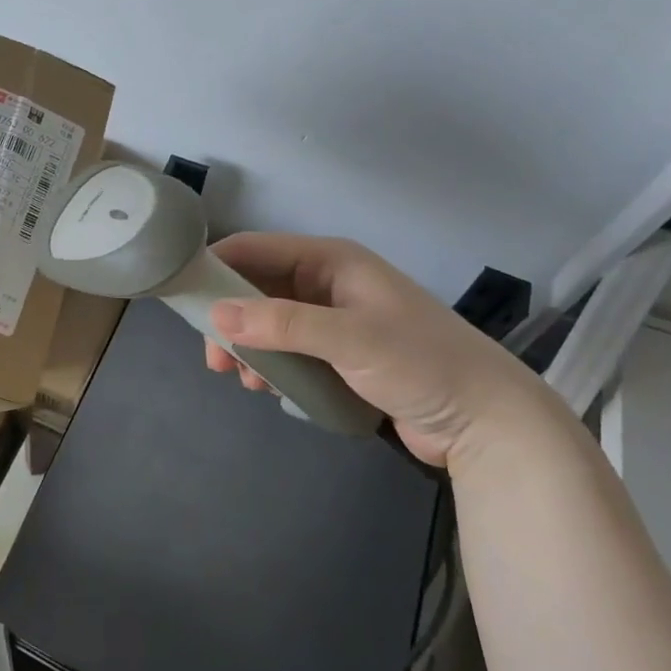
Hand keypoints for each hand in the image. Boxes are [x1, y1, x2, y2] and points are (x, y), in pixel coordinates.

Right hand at [203, 233, 560, 468]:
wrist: (487, 421)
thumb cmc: (421, 363)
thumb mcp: (349, 338)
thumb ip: (282, 324)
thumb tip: (215, 316)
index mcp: (331, 261)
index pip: (256, 249)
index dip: (217, 266)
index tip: (183, 296)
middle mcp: (327, 284)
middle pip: (257, 289)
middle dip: (230, 319)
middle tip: (214, 357)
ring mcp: (334, 321)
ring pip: (269, 323)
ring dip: (249, 347)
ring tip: (243, 380)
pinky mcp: (340, 356)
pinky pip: (289, 350)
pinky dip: (271, 365)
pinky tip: (268, 389)